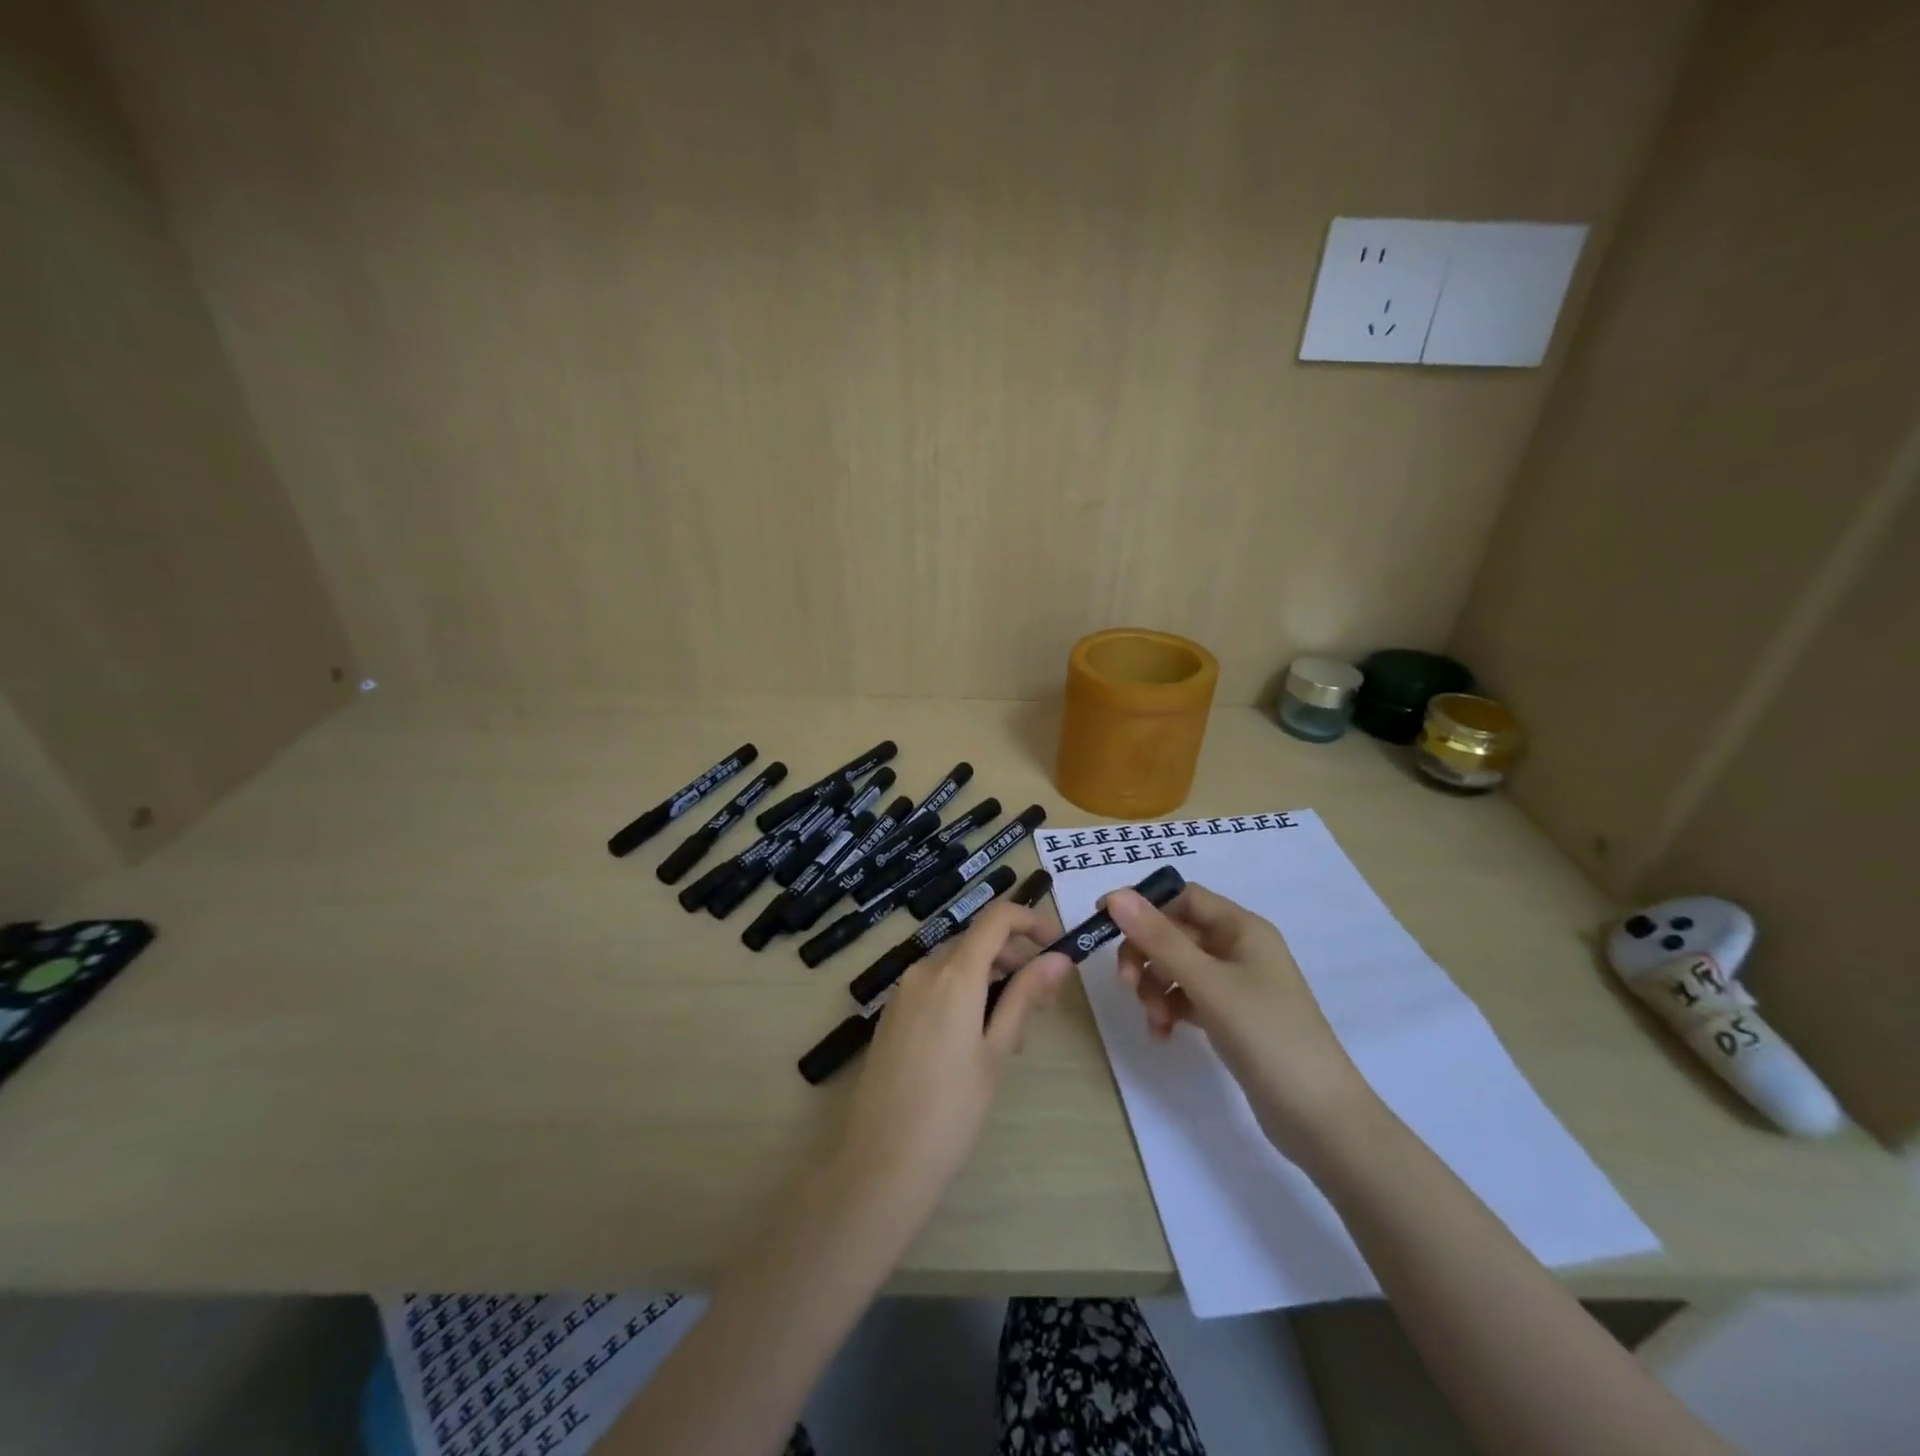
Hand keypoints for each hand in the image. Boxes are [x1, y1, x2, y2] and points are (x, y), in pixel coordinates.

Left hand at [836, 902, 1070, 1223]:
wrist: (881, 1161)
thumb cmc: (951, 1111)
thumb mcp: (996, 1052)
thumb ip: (1025, 997)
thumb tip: (1058, 959)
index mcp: (954, 974)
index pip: (996, 918)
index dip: (1030, 921)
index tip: (1057, 945)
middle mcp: (924, 970)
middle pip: (978, 942)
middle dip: (1016, 959)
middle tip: (1046, 1002)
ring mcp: (904, 990)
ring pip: (958, 964)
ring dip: (992, 979)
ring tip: (1014, 1031)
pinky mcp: (893, 1013)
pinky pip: (936, 985)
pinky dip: (965, 993)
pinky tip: (978, 1038)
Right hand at [1107, 883, 1377, 1161]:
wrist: (1321, 1118)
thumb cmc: (1267, 1036)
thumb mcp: (1208, 984)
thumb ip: (1160, 939)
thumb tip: (1115, 896)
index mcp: (1242, 928)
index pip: (1183, 897)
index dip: (1143, 905)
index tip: (1105, 924)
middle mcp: (1239, 948)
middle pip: (1175, 933)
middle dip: (1146, 955)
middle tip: (1125, 985)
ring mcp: (1236, 984)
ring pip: (1177, 967)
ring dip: (1155, 987)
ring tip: (1153, 1020)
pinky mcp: (1232, 1017)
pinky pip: (1188, 998)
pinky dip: (1170, 1009)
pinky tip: (1163, 1034)